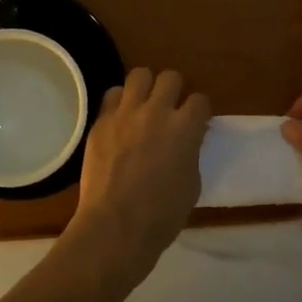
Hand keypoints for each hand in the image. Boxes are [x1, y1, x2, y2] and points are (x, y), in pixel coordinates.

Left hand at [67, 69, 210, 284]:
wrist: (116, 225)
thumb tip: (187, 141)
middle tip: (170, 108)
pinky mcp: (101, 121)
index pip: (200, 100)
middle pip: (170, 77)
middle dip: (174, 89)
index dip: (199, 110)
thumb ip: (191, 153)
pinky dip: (120, 102)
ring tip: (143, 104)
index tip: (196, 120)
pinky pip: (112, 95)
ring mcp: (126, 113)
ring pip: (139, 75)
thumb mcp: (191, 184)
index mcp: (185, 128)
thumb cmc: (162, 215)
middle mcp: (157, 112)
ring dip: (146, 87)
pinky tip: (120, 119)